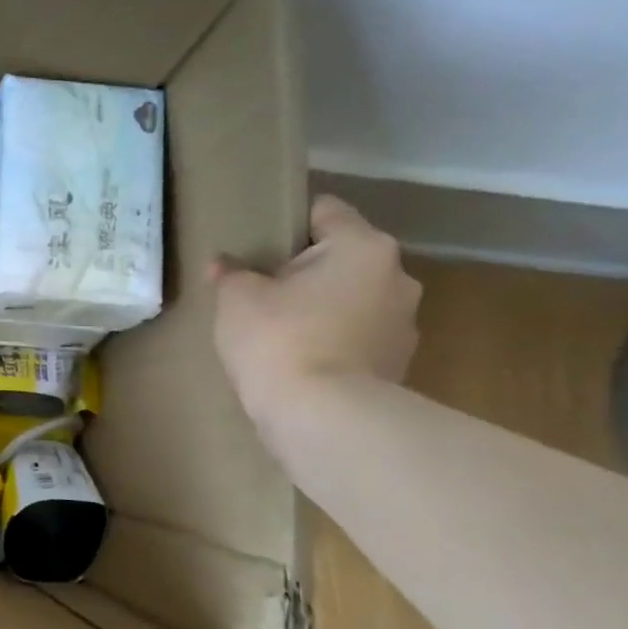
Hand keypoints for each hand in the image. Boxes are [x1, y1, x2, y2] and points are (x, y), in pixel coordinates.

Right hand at [210, 195, 420, 429]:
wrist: (322, 418)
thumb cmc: (279, 340)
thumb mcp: (236, 299)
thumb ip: (231, 273)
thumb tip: (224, 263)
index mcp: (361, 246)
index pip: (325, 210)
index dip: (288, 219)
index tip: (258, 240)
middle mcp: (396, 276)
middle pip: (343, 257)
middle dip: (307, 268)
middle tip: (264, 288)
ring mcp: (404, 324)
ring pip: (354, 298)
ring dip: (324, 307)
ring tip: (281, 330)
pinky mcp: (399, 364)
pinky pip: (358, 337)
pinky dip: (334, 341)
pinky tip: (301, 360)